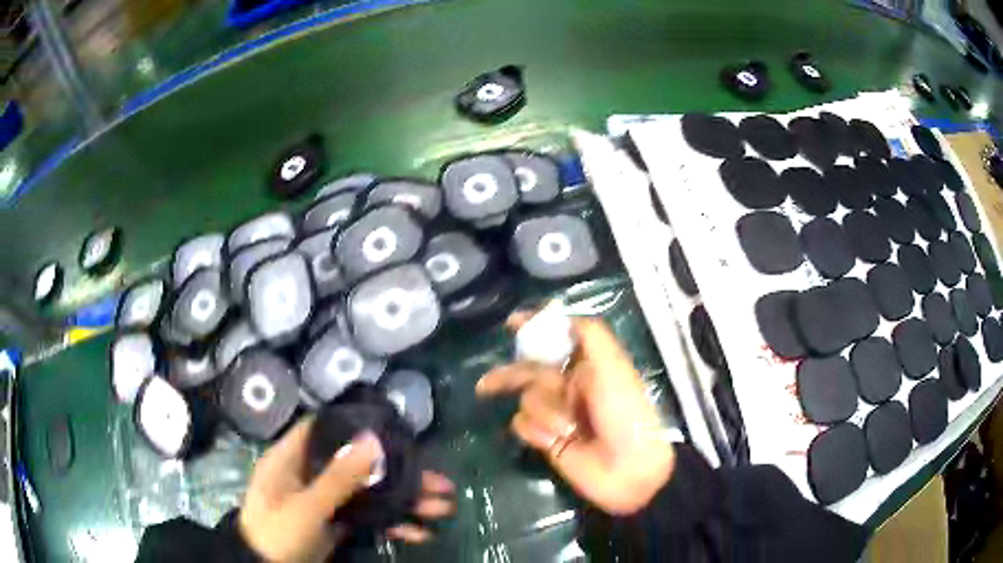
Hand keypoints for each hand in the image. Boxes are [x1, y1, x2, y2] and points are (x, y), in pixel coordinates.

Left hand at [238, 418, 454, 561]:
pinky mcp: (336, 523)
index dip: (356, 424)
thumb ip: (338, 477)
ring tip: (443, 508)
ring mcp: (325, 500)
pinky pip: (368, 518)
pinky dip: (392, 525)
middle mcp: (311, 474)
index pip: (324, 428)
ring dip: (405, 501)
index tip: (393, 427)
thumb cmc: (277, 532)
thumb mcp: (306, 506)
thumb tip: (372, 439)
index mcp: (293, 458)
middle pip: (360, 465)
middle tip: (440, 481)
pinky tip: (420, 533)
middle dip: (400, 474)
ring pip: (369, 493)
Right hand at [477, 313, 674, 515]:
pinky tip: (556, 441)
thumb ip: (591, 335)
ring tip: (568, 428)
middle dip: (510, 376)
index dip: (534, 330)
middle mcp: (570, 386)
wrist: (629, 469)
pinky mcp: (547, 438)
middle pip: (530, 371)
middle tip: (487, 385)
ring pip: (527, 400)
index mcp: (587, 365)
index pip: (555, 340)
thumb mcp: (614, 367)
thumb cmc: (624, 412)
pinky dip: (537, 431)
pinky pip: (524, 425)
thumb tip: (562, 315)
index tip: (511, 323)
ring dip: (544, 412)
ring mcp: (557, 413)